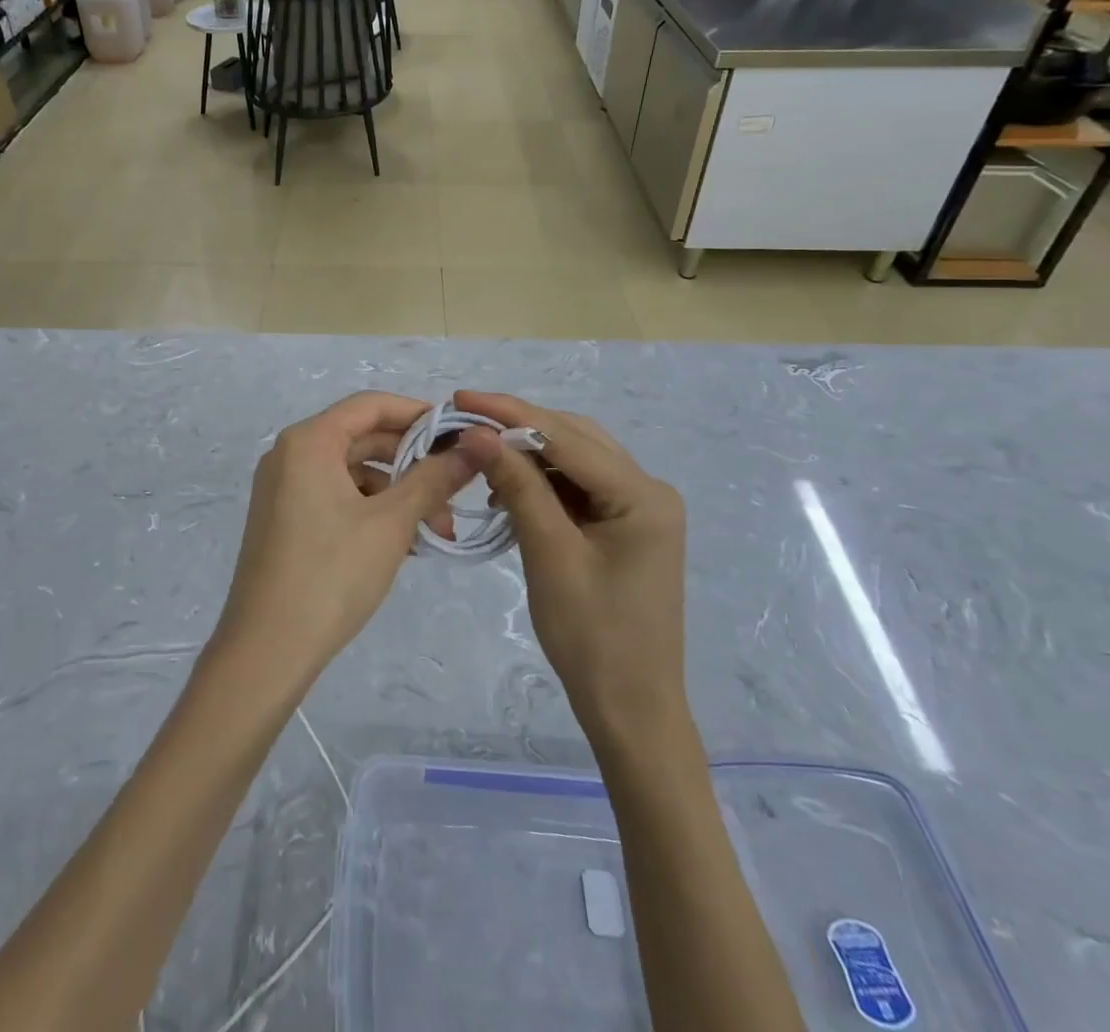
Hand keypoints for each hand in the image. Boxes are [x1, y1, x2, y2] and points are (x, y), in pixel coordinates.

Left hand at [213, 392, 498, 693]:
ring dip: (397, 494)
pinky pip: (337, 497)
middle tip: (456, 490)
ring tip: (435, 532)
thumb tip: (475, 448)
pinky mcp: (285, 519)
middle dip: (413, 464)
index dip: (418, 414)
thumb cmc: (331, 574)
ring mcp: (284, 488)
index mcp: (308, 441)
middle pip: (363, 439)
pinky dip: (372, 511)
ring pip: (353, 473)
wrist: (267, 650)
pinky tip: (405, 542)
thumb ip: (433, 478)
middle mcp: (290, 454)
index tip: (459, 435)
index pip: (371, 405)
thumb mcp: (391, 523)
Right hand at [453, 390, 689, 742]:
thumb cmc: (592, 637)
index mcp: (642, 494)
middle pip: (575, 439)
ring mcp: (639, 509)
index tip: (461, 399)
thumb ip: (518, 485)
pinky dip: (542, 483)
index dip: (510, 413)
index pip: (566, 437)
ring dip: (529, 455)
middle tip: (465, 421)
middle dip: (519, 427)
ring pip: (575, 460)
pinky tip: (509, 490)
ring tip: (481, 457)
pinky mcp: (624, 526)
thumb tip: (477, 433)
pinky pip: (578, 488)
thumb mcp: (549, 554)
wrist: (630, 708)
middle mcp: (648, 490)